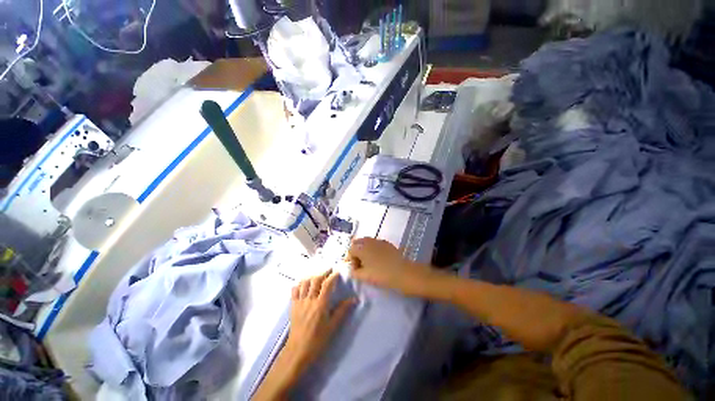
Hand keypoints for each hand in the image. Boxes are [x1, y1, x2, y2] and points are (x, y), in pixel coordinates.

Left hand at [284, 270, 355, 372]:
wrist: (297, 351)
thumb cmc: (318, 340)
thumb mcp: (333, 326)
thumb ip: (342, 310)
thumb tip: (354, 299)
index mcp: (321, 304)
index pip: (327, 284)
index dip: (333, 276)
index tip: (338, 272)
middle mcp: (309, 299)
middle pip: (316, 279)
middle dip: (323, 272)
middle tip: (329, 270)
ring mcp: (300, 302)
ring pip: (305, 282)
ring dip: (312, 276)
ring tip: (318, 276)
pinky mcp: (293, 306)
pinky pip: (295, 290)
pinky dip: (300, 284)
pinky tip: (304, 284)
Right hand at [348, 237, 440, 297]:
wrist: (404, 273)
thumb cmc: (382, 275)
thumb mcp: (365, 276)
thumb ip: (354, 272)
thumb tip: (353, 269)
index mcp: (361, 247)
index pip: (350, 250)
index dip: (351, 261)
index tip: (357, 270)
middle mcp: (369, 241)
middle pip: (358, 244)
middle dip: (357, 253)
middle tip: (361, 265)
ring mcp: (379, 241)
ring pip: (367, 243)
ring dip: (365, 251)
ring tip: (370, 263)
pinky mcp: (387, 244)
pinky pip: (376, 244)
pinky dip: (374, 250)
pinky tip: (379, 260)